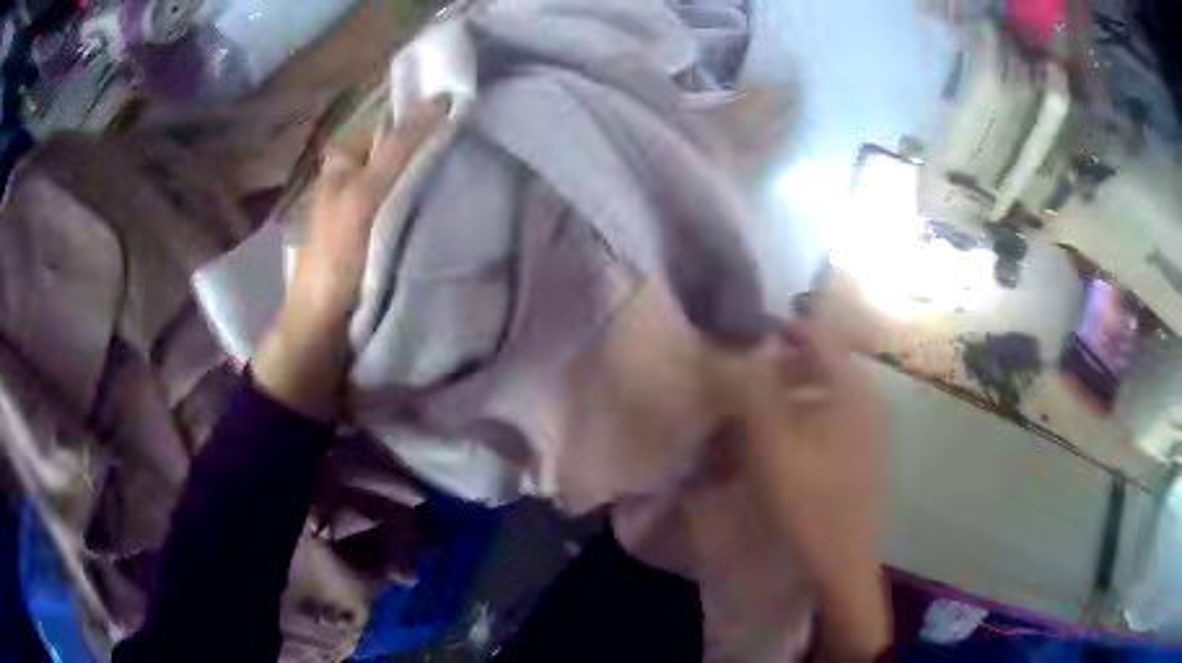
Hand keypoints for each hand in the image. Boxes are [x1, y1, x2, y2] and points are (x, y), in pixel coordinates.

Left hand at [254, 97, 448, 419]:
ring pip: (412, 179)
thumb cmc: (338, 258)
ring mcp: (372, 209)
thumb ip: (401, 148)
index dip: (426, 117)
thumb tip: (444, 99)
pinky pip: (415, 208)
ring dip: (439, 177)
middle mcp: (357, 178)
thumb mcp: (366, 194)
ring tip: (476, 173)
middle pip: (404, 150)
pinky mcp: (385, 237)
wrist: (327, 331)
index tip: (466, 118)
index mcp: (345, 160)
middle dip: (436, 148)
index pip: (392, 123)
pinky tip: (459, 206)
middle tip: (477, 147)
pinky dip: (434, 205)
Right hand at [717, 321, 890, 660]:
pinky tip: (784, 448)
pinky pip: (834, 424)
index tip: (751, 336)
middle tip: (750, 382)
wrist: (839, 558)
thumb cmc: (805, 494)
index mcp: (851, 388)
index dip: (785, 329)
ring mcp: (871, 431)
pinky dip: (807, 423)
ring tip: (761, 417)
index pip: (819, 335)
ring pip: (827, 397)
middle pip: (824, 366)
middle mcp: (868, 400)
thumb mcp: (769, 437)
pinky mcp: (866, 457)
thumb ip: (754, 385)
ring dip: (793, 398)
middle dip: (784, 368)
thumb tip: (744, 350)